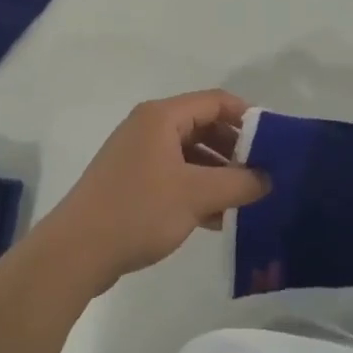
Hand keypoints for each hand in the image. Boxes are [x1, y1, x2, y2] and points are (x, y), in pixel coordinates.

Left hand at [35, 91, 266, 295]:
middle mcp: (149, 128)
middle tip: (264, 175)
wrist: (77, 250)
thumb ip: (239, 183)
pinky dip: (197, 189)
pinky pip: (174, 176)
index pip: (215, 101)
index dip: (247, 117)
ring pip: (189, 154)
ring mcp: (138, 155)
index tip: (275, 142)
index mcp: (161, 117)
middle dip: (234, 149)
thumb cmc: (138, 210)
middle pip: (203, 126)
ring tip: (246, 201)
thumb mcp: (197, 195)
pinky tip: (218, 219)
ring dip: (218, 174)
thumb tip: (268, 178)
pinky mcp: (132, 182)